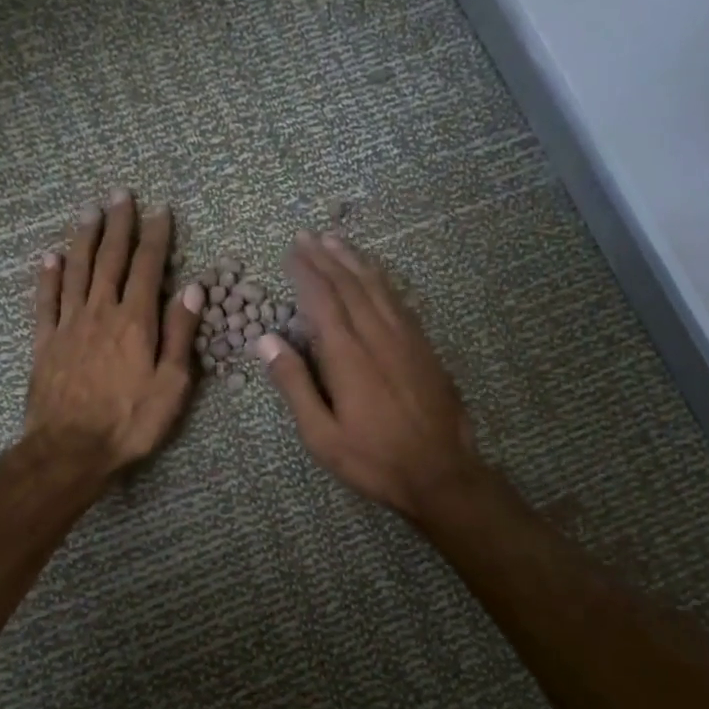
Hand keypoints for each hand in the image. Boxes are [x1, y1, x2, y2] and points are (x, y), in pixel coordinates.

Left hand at [25, 189, 204, 474]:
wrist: (70, 450)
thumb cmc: (130, 422)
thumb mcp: (171, 384)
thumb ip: (179, 334)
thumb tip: (192, 288)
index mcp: (135, 322)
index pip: (147, 268)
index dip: (155, 237)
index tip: (159, 210)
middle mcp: (100, 313)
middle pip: (109, 260)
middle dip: (117, 225)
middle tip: (120, 194)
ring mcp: (68, 325)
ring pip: (76, 271)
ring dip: (84, 238)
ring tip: (89, 211)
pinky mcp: (44, 342)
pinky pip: (46, 301)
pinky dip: (48, 276)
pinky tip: (50, 256)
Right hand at [258, 231, 484, 518]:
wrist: (441, 472)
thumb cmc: (373, 459)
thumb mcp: (322, 434)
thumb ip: (295, 385)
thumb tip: (267, 340)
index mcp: (347, 356)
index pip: (322, 300)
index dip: (306, 272)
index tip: (291, 251)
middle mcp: (377, 336)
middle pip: (349, 285)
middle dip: (326, 258)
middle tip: (308, 236)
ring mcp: (406, 339)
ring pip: (377, 288)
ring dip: (354, 262)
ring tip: (337, 242)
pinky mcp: (424, 348)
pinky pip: (399, 302)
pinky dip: (382, 282)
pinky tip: (375, 276)